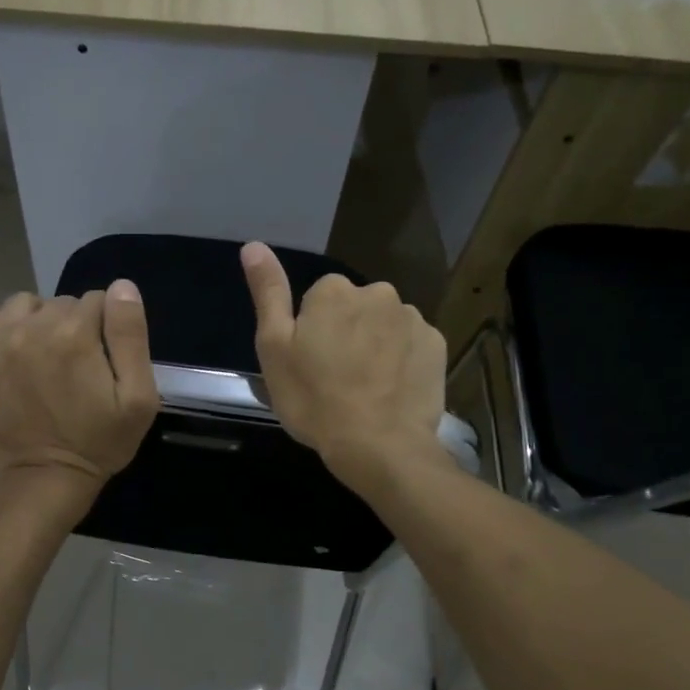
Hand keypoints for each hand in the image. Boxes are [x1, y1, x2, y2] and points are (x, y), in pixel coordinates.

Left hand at [0, 283, 159, 508]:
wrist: (45, 481)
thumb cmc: (100, 441)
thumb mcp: (138, 397)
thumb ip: (131, 335)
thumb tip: (120, 287)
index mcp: (73, 334)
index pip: (95, 301)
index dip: (103, 328)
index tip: (100, 359)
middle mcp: (27, 328)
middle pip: (57, 303)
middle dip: (69, 326)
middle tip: (71, 366)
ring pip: (19, 306)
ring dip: (32, 323)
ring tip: (37, 358)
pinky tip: (0, 345)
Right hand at [240, 242, 448, 486]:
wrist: (378, 445)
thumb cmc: (314, 399)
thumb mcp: (274, 348)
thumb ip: (268, 292)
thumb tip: (253, 245)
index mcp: (334, 291)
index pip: (317, 300)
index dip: (311, 332)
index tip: (310, 365)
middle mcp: (377, 292)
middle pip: (355, 309)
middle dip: (347, 334)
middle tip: (336, 379)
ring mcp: (412, 318)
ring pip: (385, 326)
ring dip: (376, 346)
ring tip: (367, 389)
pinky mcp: (437, 345)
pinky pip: (412, 345)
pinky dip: (402, 361)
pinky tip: (392, 391)